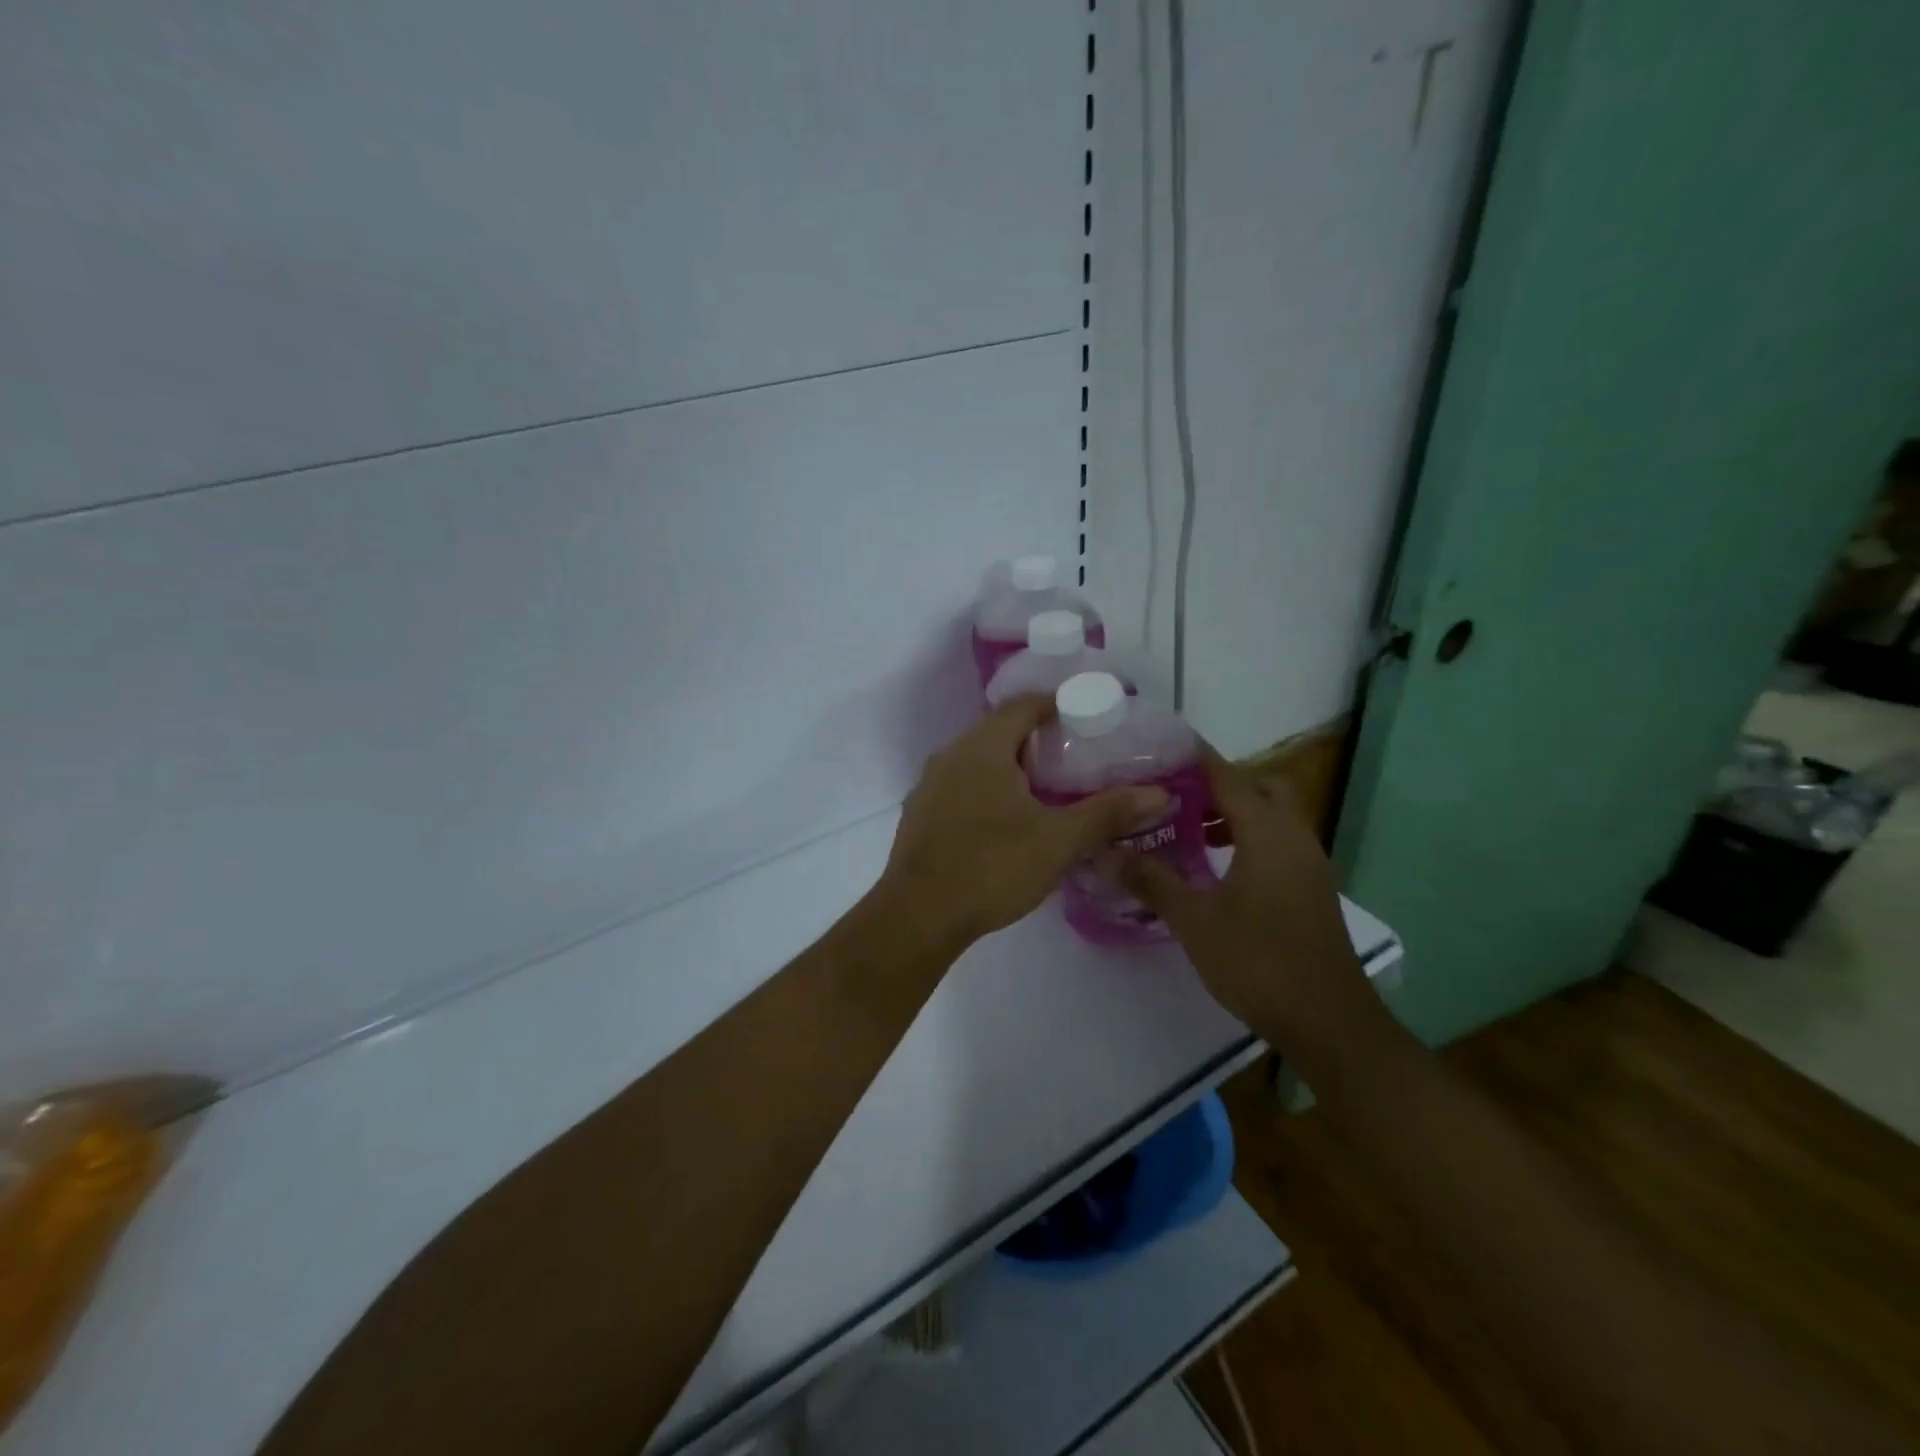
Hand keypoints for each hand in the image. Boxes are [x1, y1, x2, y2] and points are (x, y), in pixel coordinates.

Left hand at [880, 696, 1168, 949]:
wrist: (918, 916)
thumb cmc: (991, 867)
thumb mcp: (1058, 840)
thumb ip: (1107, 813)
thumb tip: (1159, 793)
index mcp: (983, 747)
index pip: (1023, 704)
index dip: (1057, 704)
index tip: (1089, 719)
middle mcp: (951, 755)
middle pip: (1000, 730)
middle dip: (1038, 738)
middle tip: (1077, 758)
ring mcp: (930, 785)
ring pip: (978, 760)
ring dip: (1011, 767)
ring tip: (1048, 790)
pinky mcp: (920, 814)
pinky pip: (961, 786)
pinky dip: (988, 790)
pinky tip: (1007, 821)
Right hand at [1120, 745, 1382, 1066]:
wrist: (1327, 1021)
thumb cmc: (1258, 961)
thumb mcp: (1194, 920)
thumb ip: (1151, 880)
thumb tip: (1107, 852)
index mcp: (1267, 832)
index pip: (1228, 775)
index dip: (1194, 757)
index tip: (1159, 746)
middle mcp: (1294, 836)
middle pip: (1261, 786)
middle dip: (1220, 783)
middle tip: (1176, 795)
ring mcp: (1308, 863)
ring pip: (1273, 816)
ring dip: (1235, 812)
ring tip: (1188, 828)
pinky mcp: (1311, 887)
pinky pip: (1278, 842)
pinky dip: (1248, 838)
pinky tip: (1216, 867)